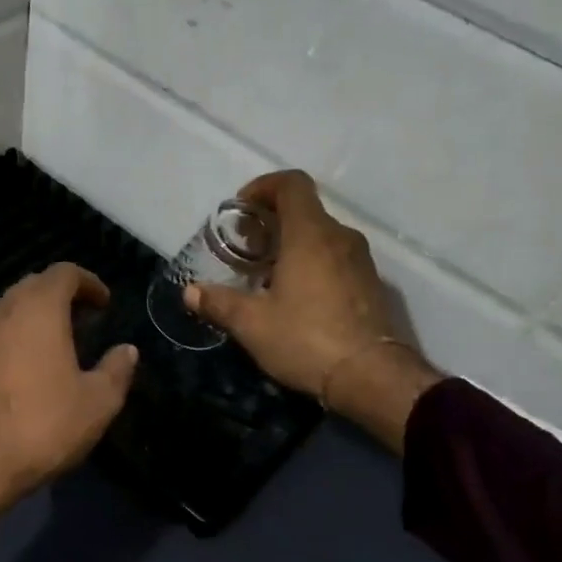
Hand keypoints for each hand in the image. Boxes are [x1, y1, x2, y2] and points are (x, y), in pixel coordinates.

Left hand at [0, 263, 138, 527]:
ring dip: (36, 314)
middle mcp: (4, 312)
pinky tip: (29, 365)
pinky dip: (16, 335)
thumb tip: (126, 350)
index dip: (89, 282)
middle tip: (85, 319)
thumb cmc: (44, 426)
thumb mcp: (98, 402)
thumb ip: (117, 370)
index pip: (64, 273)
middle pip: (34, 285)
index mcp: (39, 310)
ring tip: (59, 341)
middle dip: (62, 294)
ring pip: (11, 307)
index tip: (105, 303)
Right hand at [185, 170, 443, 451]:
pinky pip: (336, 259)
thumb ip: (218, 303)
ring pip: (321, 236)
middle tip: (246, 250)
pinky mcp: (371, 285)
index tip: (241, 211)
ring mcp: (361, 261)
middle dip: (271, 222)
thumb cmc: (306, 339)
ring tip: (267, 276)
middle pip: (305, 210)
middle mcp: (340, 237)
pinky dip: (312, 264)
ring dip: (292, 245)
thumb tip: (190, 292)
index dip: (263, 187)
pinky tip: (296, 298)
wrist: (372, 377)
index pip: (291, 184)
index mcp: (310, 234)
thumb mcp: (252, 324)